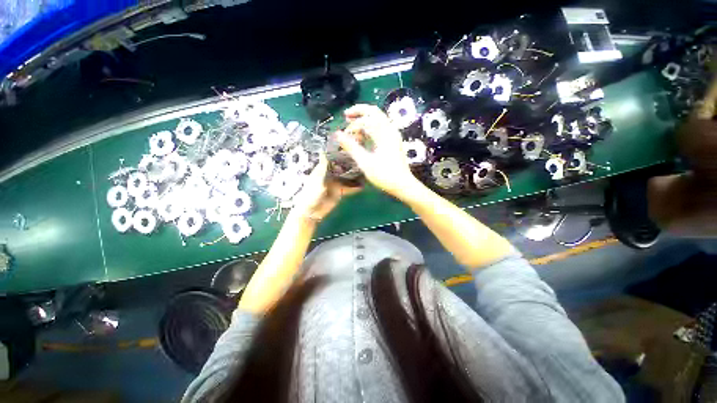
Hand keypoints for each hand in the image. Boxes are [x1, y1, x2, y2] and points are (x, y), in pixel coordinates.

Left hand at [290, 155, 360, 221]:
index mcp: (322, 170)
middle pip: (341, 167)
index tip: (349, 147)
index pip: (332, 159)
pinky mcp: (340, 192)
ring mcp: (335, 183)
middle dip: (350, 164)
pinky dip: (355, 187)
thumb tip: (323, 152)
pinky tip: (364, 185)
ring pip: (347, 177)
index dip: (339, 153)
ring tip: (365, 170)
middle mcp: (330, 175)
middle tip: (362, 159)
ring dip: (354, 175)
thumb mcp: (317, 179)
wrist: (311, 211)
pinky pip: (349, 188)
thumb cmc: (310, 194)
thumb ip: (322, 168)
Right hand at [335, 104, 420, 198]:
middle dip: (359, 113)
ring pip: (377, 121)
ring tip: (352, 128)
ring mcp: (393, 136)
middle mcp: (390, 130)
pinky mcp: (393, 143)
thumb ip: (351, 147)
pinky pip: (380, 129)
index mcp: (385, 132)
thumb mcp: (365, 162)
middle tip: (346, 117)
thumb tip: (338, 134)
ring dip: (364, 121)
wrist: (403, 185)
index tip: (344, 126)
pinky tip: (362, 138)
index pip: (368, 116)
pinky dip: (370, 130)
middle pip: (374, 113)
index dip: (354, 118)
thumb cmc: (384, 175)